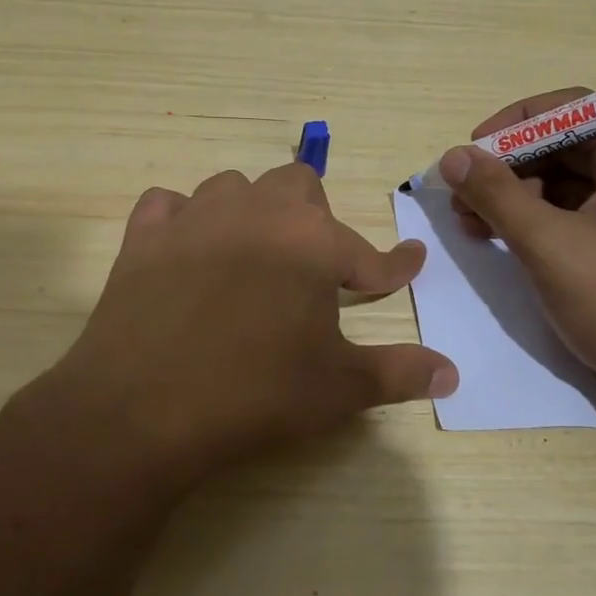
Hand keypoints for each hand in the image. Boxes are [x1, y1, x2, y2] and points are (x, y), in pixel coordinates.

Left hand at [40, 163, 456, 488]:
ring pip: (232, 188)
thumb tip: (452, 373)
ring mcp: (193, 219)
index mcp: (311, 241)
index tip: (408, 264)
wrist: (144, 409)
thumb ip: (399, 372)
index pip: (367, 251)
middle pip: (297, 186)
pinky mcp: (143, 239)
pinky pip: (167, 206)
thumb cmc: (255, 394)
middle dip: (316, 220)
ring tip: (254, 255)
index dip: (392, 265)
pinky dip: (182, 220)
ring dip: (252, 213)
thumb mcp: (338, 388)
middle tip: (315, 268)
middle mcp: (255, 212)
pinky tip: (187, 249)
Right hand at [440, 91, 595, 416]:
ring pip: (569, 183)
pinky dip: (539, 222)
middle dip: (509, 168)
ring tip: (471, 224)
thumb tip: (453, 157)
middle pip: (567, 146)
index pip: (571, 109)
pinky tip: (502, 240)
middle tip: (461, 196)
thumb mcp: (550, 246)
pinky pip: (580, 214)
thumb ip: (497, 195)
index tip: (469, 153)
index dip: (512, 126)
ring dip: (517, 197)